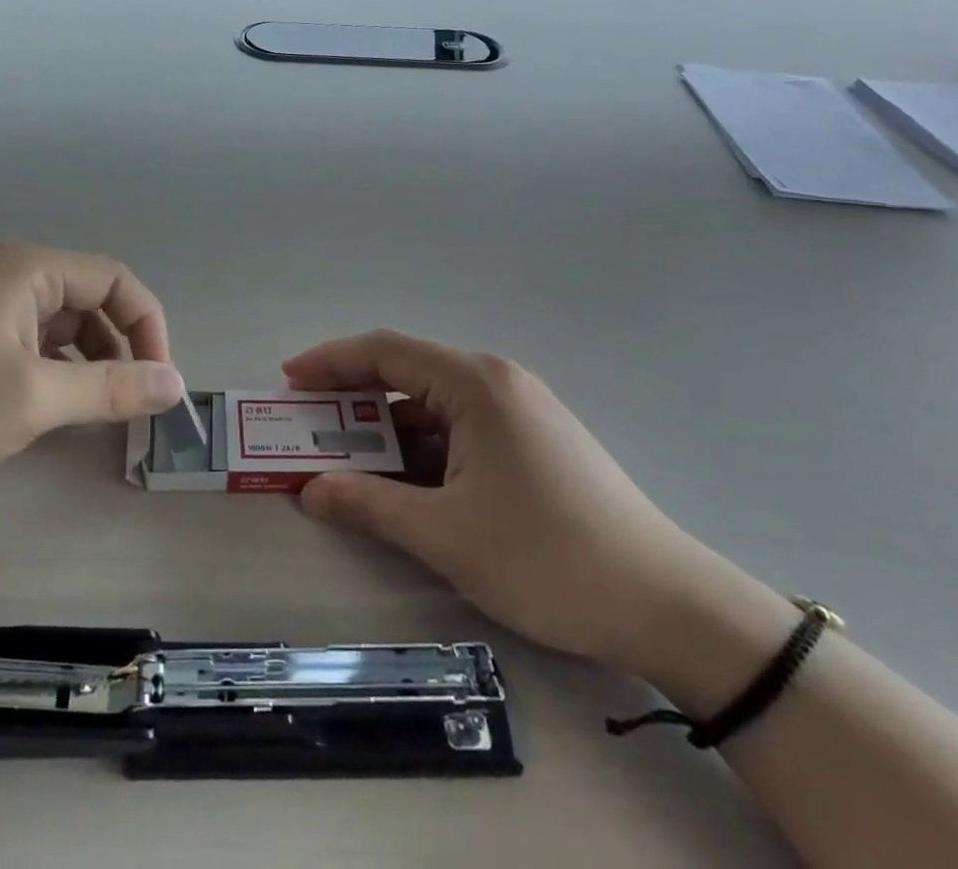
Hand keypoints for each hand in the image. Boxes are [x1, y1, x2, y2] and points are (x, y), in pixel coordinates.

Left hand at [0, 242, 184, 482]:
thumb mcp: (33, 398)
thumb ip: (110, 389)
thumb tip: (177, 385)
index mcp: (31, 270)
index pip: (115, 281)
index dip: (148, 326)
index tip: (159, 381)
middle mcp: (18, 276)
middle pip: (95, 302)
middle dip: (122, 349)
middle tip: (135, 405)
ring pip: (70, 328)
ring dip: (94, 365)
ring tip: (101, 413)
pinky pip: (43, 345)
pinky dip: (63, 373)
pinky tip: (62, 409)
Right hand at [289, 330, 720, 677]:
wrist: (670, 607)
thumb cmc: (548, 558)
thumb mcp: (446, 535)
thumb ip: (369, 505)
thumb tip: (309, 491)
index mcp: (474, 383)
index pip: (385, 351)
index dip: (330, 361)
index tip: (287, 381)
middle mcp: (495, 381)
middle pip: (406, 373)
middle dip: (351, 398)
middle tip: (306, 426)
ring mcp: (517, 410)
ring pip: (431, 406)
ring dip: (385, 430)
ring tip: (344, 460)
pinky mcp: (531, 441)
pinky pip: (457, 430)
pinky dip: (420, 449)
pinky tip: (401, 481)